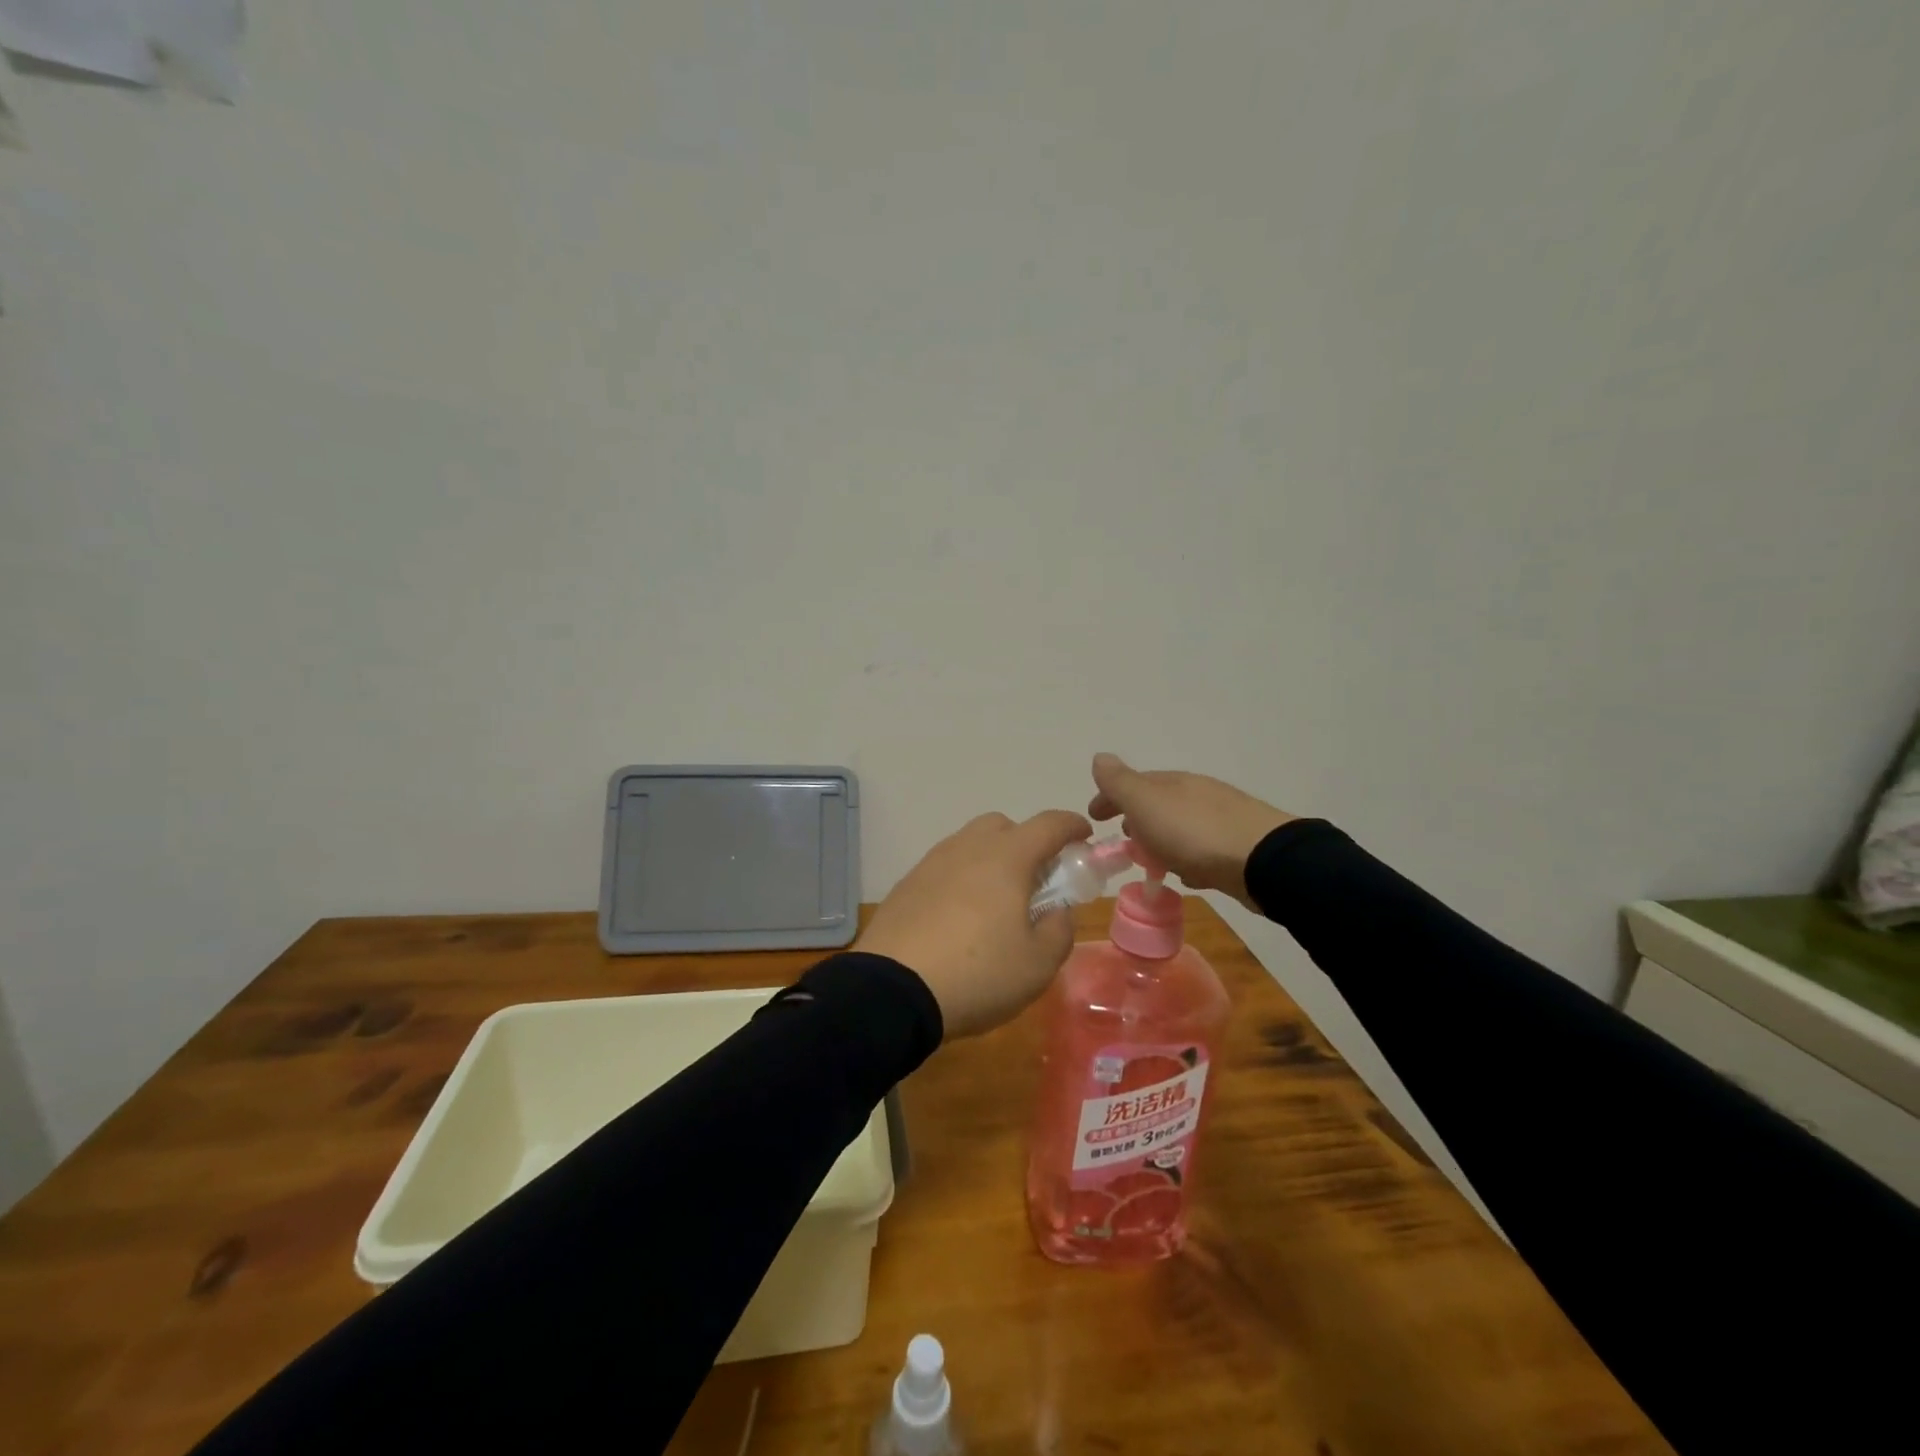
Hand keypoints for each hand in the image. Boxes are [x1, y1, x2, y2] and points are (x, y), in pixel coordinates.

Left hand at [858, 809, 1092, 1038]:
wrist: (891, 991)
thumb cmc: (978, 974)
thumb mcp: (1038, 964)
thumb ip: (1059, 929)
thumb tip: (1056, 910)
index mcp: (1007, 857)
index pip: (1048, 824)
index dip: (1072, 826)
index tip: (1084, 837)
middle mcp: (968, 848)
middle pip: (1003, 826)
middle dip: (1026, 842)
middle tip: (1036, 880)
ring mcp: (931, 863)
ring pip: (970, 844)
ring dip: (991, 860)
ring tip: (996, 904)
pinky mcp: (906, 885)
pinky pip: (944, 868)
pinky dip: (961, 879)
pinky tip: (960, 918)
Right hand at [1087, 753, 1292, 910]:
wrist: (1263, 861)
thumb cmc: (1194, 832)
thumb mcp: (1145, 803)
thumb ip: (1119, 782)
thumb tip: (1099, 756)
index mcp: (1172, 782)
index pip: (1132, 783)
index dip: (1109, 797)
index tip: (1093, 817)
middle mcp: (1197, 794)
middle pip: (1158, 803)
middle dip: (1136, 818)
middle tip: (1122, 840)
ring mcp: (1221, 819)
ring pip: (1179, 826)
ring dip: (1161, 839)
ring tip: (1151, 863)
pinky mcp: (1238, 847)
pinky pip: (1201, 849)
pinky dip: (1187, 857)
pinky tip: (1187, 875)